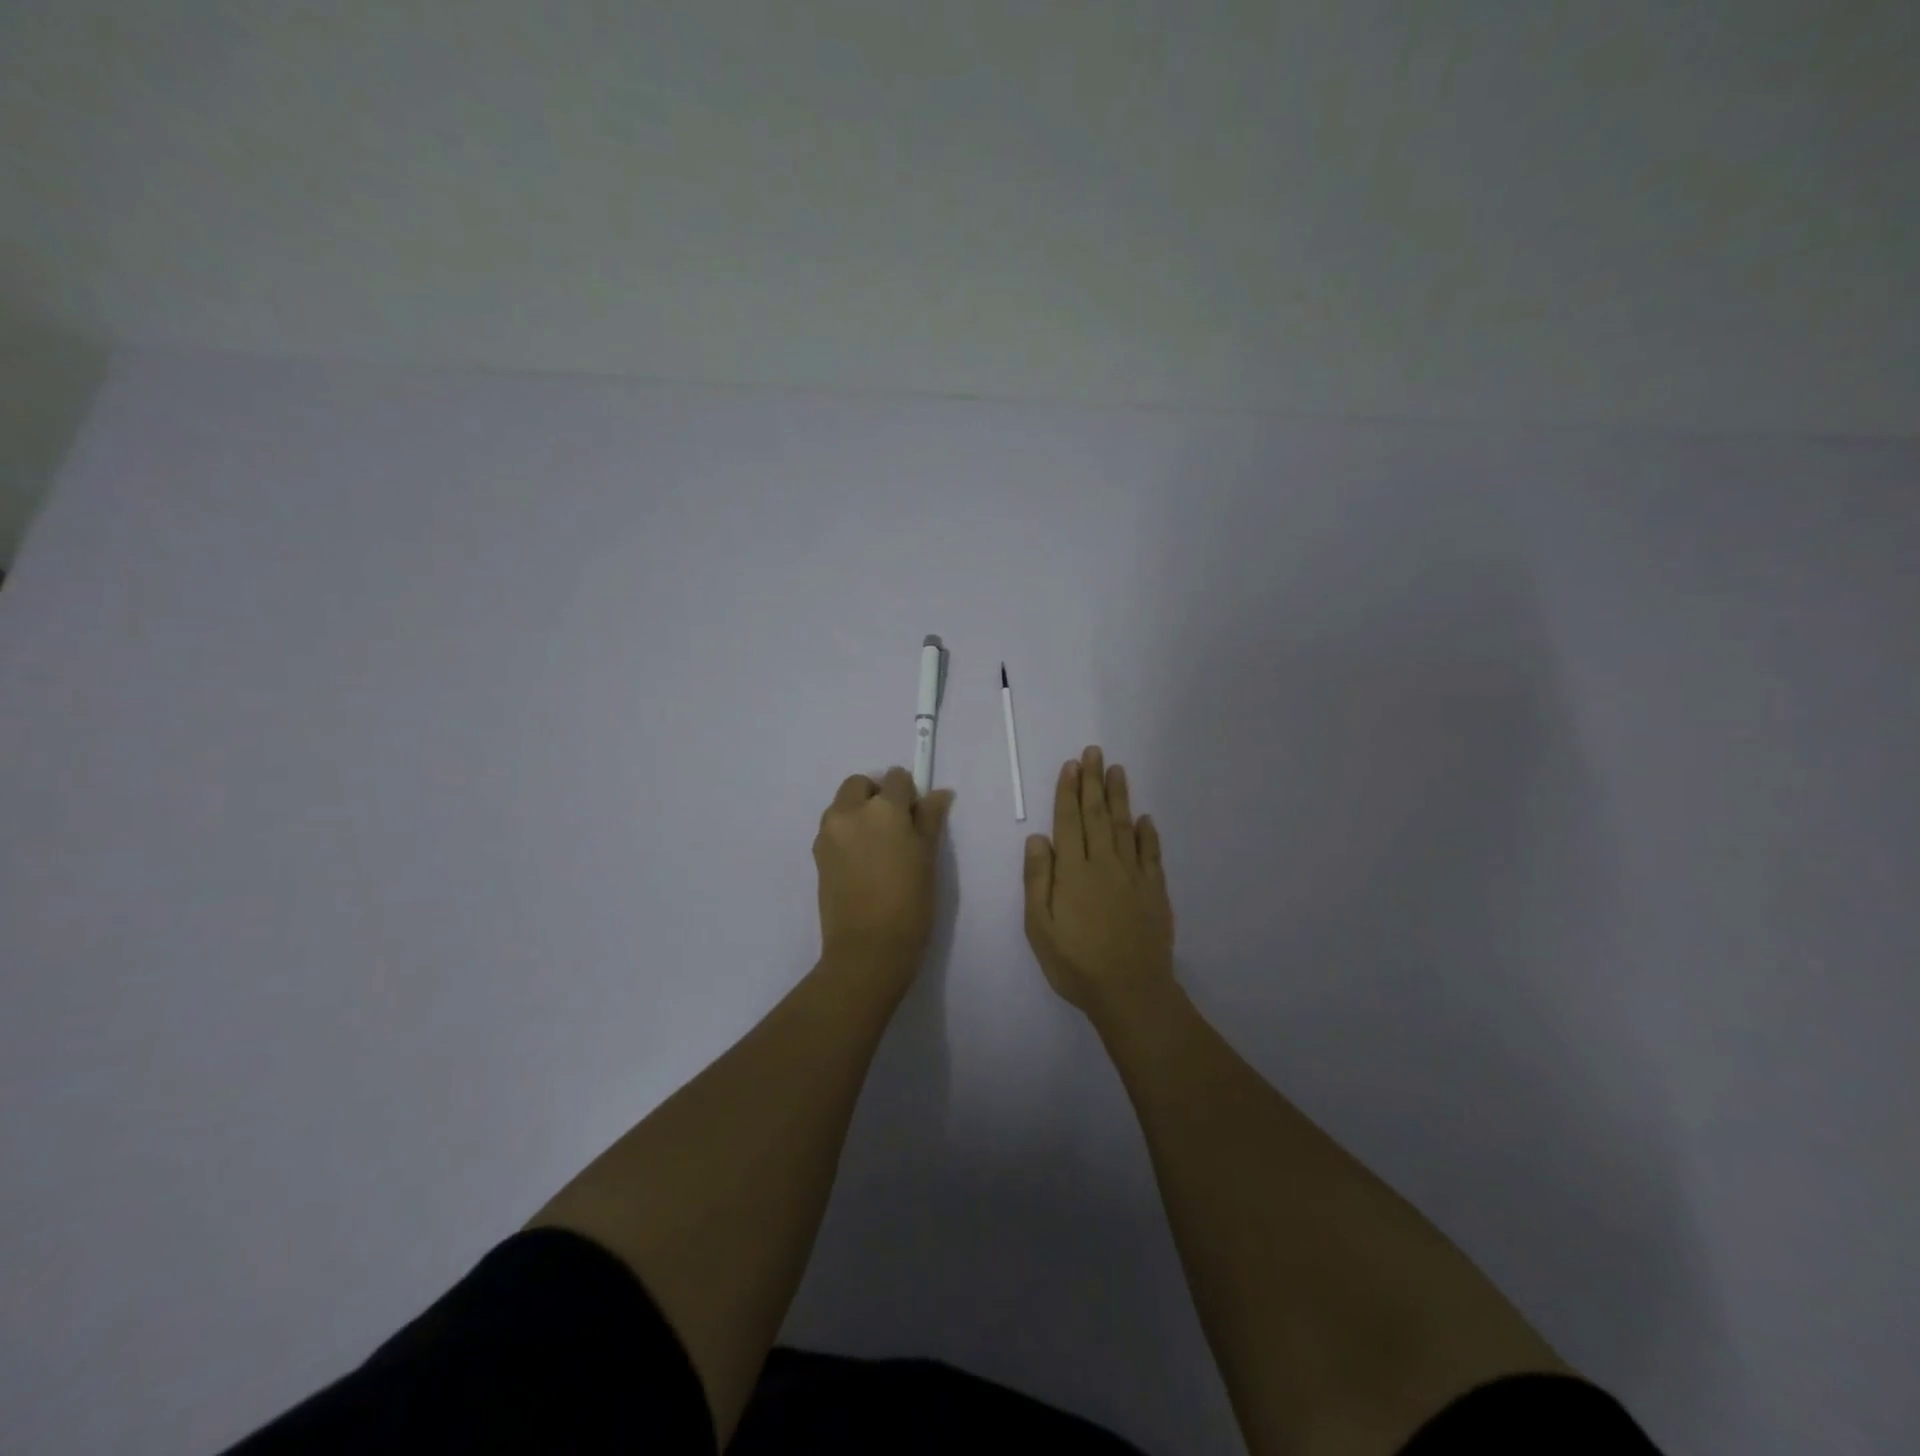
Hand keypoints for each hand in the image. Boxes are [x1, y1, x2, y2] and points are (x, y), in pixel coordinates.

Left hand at [813, 767, 953, 985]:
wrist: (868, 949)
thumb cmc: (910, 903)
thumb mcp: (927, 858)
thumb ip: (930, 819)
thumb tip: (938, 794)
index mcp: (883, 809)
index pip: (896, 778)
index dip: (909, 793)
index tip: (916, 816)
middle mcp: (850, 812)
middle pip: (860, 784)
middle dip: (876, 795)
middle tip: (895, 828)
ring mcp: (828, 833)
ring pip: (842, 805)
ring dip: (858, 812)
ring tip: (876, 847)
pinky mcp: (816, 855)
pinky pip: (833, 829)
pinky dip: (846, 833)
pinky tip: (861, 863)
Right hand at [1023, 745, 1174, 1019]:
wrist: (1131, 992)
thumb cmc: (1076, 963)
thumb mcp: (1040, 927)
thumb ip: (1038, 880)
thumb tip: (1038, 838)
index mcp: (1073, 872)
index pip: (1069, 822)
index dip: (1068, 792)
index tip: (1071, 765)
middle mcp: (1104, 864)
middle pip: (1098, 815)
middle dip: (1093, 782)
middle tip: (1094, 752)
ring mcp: (1133, 876)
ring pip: (1125, 827)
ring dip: (1120, 797)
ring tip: (1117, 770)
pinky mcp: (1155, 891)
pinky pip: (1151, 854)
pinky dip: (1148, 833)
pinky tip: (1145, 818)